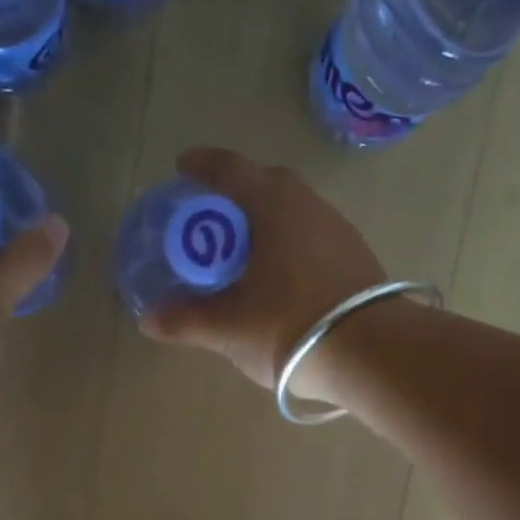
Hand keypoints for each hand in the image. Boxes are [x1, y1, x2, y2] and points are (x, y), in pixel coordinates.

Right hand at [139, 147, 386, 395]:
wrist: (372, 354)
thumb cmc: (289, 327)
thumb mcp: (228, 327)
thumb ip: (186, 320)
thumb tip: (148, 319)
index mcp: (273, 206)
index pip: (230, 169)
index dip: (202, 165)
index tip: (182, 168)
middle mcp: (309, 205)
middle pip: (266, 186)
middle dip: (235, 198)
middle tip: (212, 222)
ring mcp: (339, 231)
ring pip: (293, 214)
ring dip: (266, 226)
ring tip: (244, 257)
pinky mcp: (357, 259)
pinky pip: (312, 240)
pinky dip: (289, 249)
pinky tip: (281, 282)